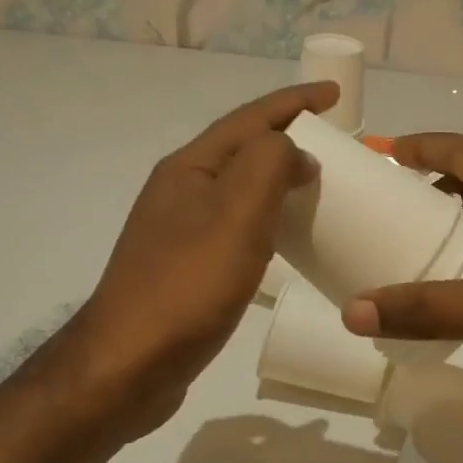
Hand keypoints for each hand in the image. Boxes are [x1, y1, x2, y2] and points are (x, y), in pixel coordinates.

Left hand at [70, 81, 336, 434]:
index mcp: (189, 168)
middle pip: (242, 150)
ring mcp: (178, 231)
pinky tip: (283, 238)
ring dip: (277, 179)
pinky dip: (265, 220)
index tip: (335, 96)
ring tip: (318, 185)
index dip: (294, 102)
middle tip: (335, 144)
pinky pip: (234, 226)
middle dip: (287, 139)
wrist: (127, 366)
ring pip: (238, 190)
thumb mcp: (235, 216)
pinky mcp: (185, 268)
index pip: (250, 119)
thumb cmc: (185, 287)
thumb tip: (294, 153)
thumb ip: (268, 166)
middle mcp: (180, 191)